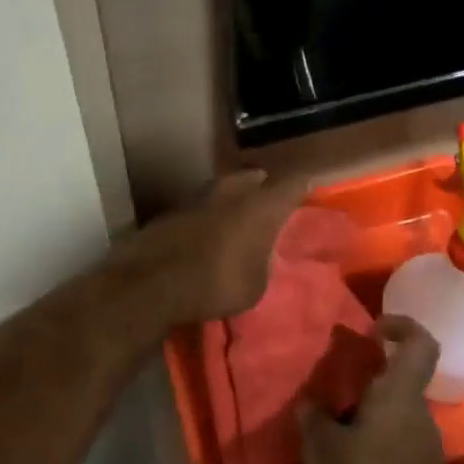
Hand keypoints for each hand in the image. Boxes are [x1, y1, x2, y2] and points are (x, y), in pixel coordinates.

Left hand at [105, 170, 305, 327]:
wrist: (152, 281)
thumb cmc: (216, 284)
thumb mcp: (256, 285)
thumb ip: (263, 261)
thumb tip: (260, 253)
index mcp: (261, 206)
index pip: (293, 183)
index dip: (304, 185)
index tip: (310, 188)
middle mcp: (233, 191)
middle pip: (254, 177)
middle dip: (264, 186)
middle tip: (270, 202)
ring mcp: (199, 195)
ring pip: (225, 188)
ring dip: (233, 198)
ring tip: (238, 217)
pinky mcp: (174, 208)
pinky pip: (202, 205)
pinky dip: (209, 215)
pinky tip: (208, 232)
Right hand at [299, 315, 450, 463]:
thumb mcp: (324, 450)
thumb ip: (314, 419)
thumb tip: (309, 404)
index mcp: (399, 394)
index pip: (419, 342)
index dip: (400, 325)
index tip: (372, 330)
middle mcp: (418, 411)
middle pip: (400, 378)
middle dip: (368, 378)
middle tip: (333, 387)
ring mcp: (425, 442)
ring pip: (396, 410)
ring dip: (368, 412)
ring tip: (334, 428)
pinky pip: (398, 437)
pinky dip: (375, 438)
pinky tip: (349, 460)